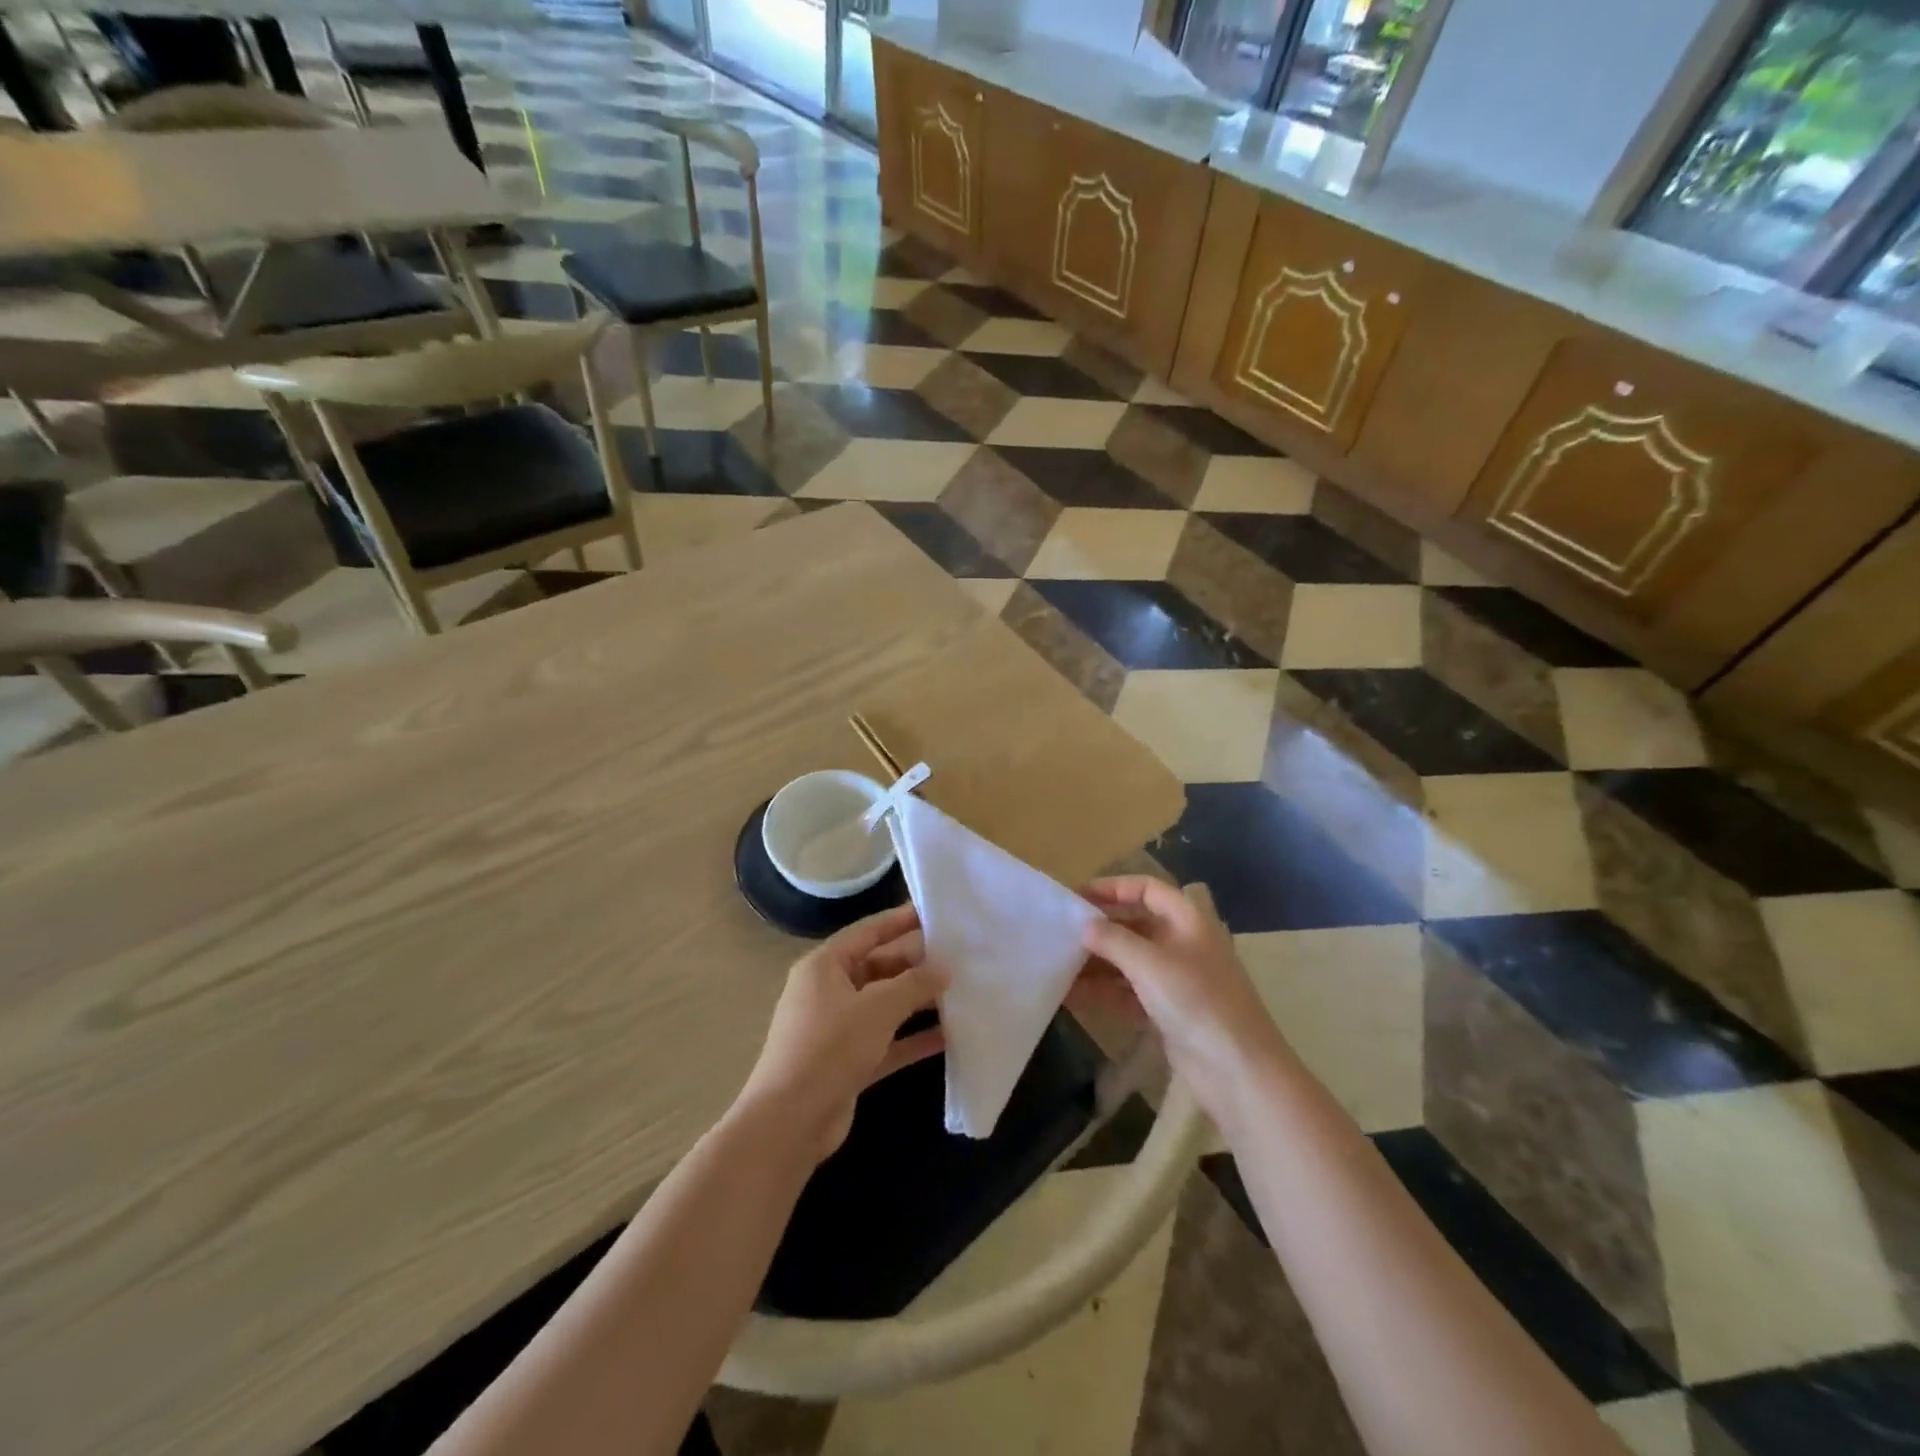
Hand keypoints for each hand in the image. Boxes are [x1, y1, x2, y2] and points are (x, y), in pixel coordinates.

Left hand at [734, 904, 947, 1163]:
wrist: (790, 1123)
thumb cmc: (829, 1048)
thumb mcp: (876, 1008)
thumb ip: (914, 984)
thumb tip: (944, 968)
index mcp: (824, 967)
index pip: (868, 932)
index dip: (900, 921)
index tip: (934, 913)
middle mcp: (829, 992)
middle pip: (879, 968)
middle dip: (916, 965)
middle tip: (959, 957)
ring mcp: (838, 1029)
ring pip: (885, 1006)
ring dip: (918, 1002)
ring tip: (961, 993)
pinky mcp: (849, 1062)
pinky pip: (887, 1041)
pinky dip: (913, 1037)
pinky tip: (948, 1036)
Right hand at [1074, 877, 1288, 1119]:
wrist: (1237, 1070)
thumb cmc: (1196, 1000)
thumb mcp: (1149, 963)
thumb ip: (1113, 940)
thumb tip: (1084, 926)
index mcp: (1188, 920)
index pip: (1147, 890)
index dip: (1113, 888)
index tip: (1078, 897)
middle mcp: (1182, 944)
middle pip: (1135, 925)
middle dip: (1100, 928)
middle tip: (1062, 932)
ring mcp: (1176, 979)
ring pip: (1130, 960)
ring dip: (1097, 962)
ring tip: (1058, 965)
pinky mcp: (1168, 1011)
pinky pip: (1129, 991)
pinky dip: (1104, 991)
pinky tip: (1072, 994)